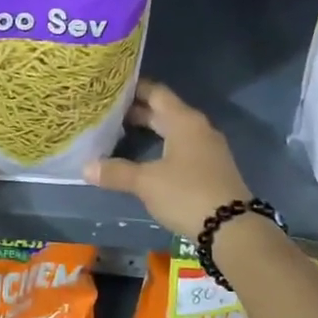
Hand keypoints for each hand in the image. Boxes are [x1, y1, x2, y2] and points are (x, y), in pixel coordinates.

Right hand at [83, 79, 251, 237]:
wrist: (232, 228)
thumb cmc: (187, 194)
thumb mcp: (147, 183)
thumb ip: (116, 172)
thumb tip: (85, 167)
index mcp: (184, 121)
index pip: (156, 92)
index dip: (134, 88)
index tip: (110, 88)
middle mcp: (198, 128)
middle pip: (165, 111)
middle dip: (137, 111)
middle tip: (108, 113)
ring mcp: (207, 148)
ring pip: (173, 130)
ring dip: (150, 130)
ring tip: (121, 134)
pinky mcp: (210, 168)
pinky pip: (181, 147)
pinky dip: (161, 146)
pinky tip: (145, 158)